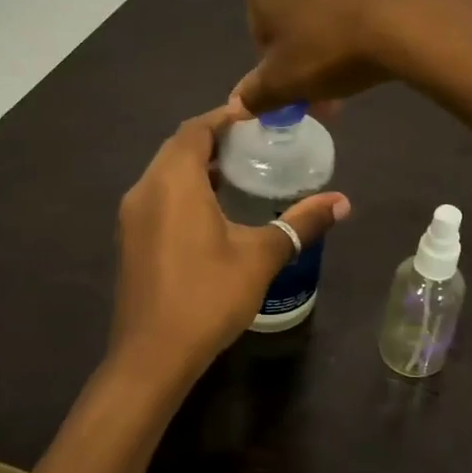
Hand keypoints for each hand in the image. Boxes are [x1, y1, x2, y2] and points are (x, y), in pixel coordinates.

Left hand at [109, 106, 349, 384]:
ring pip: (164, 173)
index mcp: (173, 181)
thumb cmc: (208, 296)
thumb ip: (300, 223)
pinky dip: (183, 190)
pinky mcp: (129, 239)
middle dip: (213, 140)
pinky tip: (212, 212)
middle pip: (177, 147)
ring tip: (239, 174)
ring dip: (197, 166)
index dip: (225, 117)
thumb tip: (342, 202)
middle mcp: (145, 188)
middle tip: (254, 144)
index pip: (196, 129)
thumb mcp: (261, 256)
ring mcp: (132, 216)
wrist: (151, 356)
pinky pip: (157, 197)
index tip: (257, 116)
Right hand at [231, 0, 471, 114]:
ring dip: (334, 36)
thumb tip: (238, 106)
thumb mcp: (286, 80)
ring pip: (328, 0)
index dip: (276, 63)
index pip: (259, 26)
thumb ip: (256, 93)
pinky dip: (362, 16)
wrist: (410, 17)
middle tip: (327, 92)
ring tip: (356, 73)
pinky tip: (378, 45)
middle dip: (306, 51)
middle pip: (294, 10)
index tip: (297, 88)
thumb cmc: (330, 46)